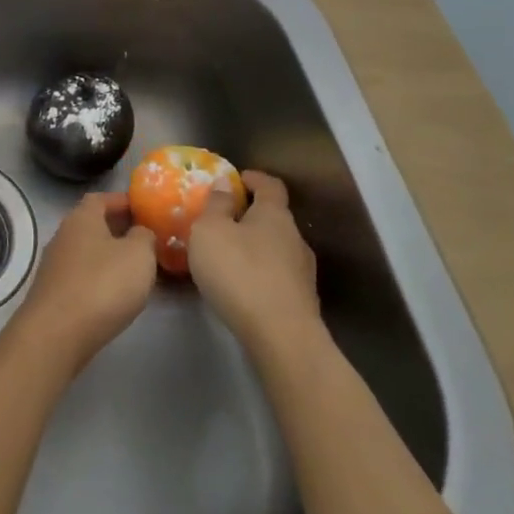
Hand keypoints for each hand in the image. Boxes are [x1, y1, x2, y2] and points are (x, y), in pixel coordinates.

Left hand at [14, 192, 157, 367]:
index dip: (123, 201)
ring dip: (109, 256)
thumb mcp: (138, 254)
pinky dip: (98, 278)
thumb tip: (139, 232)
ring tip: (135, 268)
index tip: (144, 209)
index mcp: (82, 218)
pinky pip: (81, 276)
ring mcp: (54, 265)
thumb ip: (144, 237)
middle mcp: (63, 235)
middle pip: (92, 224)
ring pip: (87, 251)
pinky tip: (115, 293)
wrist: (56, 334)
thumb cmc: (102, 284)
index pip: (101, 198)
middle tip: (146, 239)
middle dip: (118, 229)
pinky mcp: (52, 293)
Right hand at [188, 171, 319, 353]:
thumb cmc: (239, 272)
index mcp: (274, 214)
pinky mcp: (302, 300)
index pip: (270, 185)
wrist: (280, 335)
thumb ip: (216, 205)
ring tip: (229, 257)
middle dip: (251, 216)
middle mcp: (295, 237)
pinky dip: (260, 273)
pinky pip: (277, 276)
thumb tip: (225, 183)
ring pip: (277, 248)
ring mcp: (303, 271)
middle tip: (223, 221)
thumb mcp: (210, 231)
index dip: (254, 178)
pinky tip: (243, 287)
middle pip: (274, 218)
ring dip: (255, 247)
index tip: (237, 178)